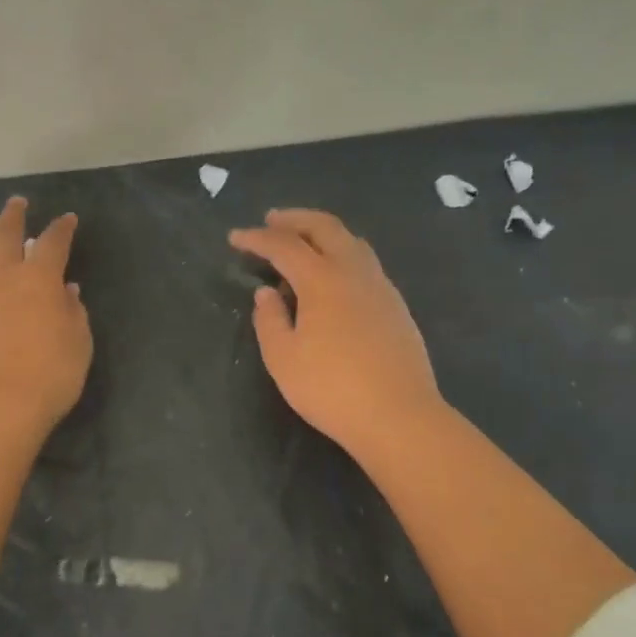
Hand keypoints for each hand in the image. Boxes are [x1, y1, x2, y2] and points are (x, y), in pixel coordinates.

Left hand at [0, 197, 91, 436]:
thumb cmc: (50, 375)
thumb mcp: (79, 343)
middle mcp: (2, 279)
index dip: (62, 228)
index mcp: (39, 279)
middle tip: (17, 204)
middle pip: (4, 234)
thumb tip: (66, 291)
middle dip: (13, 215)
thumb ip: (72, 312)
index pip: (53, 242)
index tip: (67, 219)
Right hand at [229, 208, 444, 462]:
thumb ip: (270, 320)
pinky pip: (365, 261)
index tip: (235, 238)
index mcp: (322, 280)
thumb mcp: (283, 359)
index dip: (257, 239)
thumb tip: (267, 294)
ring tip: (303, 243)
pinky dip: (341, 253)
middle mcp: (353, 272)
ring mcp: (380, 286)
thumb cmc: (332, 389)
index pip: (284, 246)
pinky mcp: (396, 305)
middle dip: (294, 219)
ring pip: (351, 241)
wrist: (400, 417)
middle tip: (271, 221)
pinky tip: (333, 277)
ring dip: (322, 232)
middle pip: (324, 227)